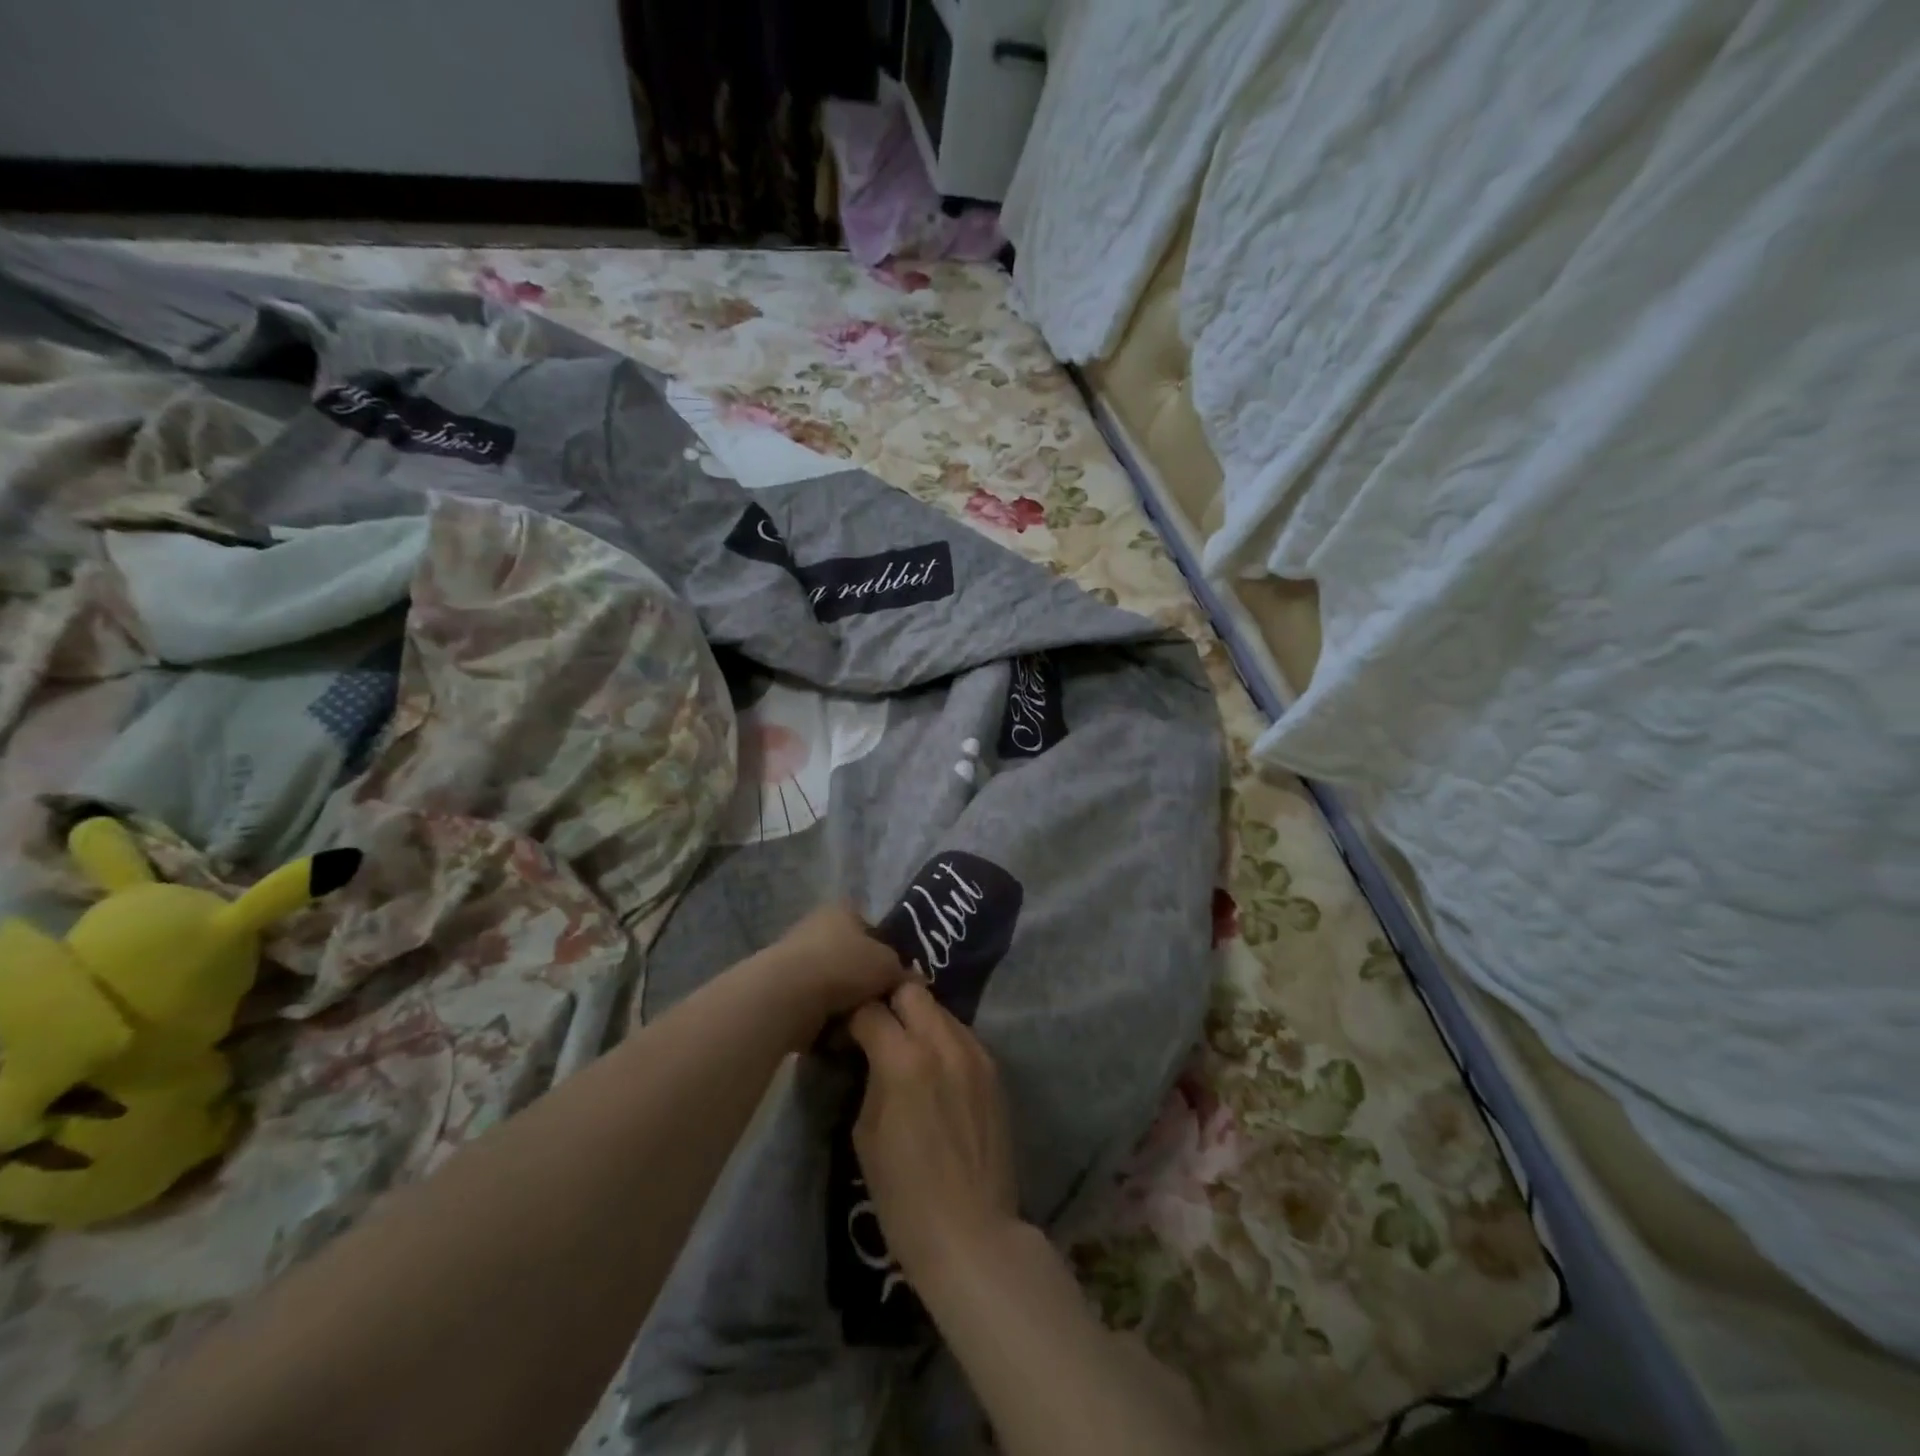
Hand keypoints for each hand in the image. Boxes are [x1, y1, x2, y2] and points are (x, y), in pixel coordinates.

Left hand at [758, 902, 908, 1043]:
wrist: (789, 996)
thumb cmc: (844, 966)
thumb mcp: (889, 965)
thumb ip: (902, 971)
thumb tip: (911, 982)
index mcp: (842, 911)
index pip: (871, 930)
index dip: (886, 954)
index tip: (894, 981)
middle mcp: (816, 927)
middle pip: (851, 958)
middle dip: (864, 983)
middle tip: (880, 1005)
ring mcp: (795, 958)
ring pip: (832, 985)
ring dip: (844, 1004)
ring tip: (859, 1023)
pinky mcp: (781, 990)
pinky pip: (813, 1006)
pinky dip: (824, 1020)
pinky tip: (836, 1033)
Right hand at [848, 983, 1022, 1298]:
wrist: (972, 1234)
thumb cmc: (904, 1195)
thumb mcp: (866, 1133)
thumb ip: (869, 1077)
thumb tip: (867, 1053)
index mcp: (904, 1058)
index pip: (870, 1009)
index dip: (852, 1018)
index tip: (844, 1034)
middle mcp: (943, 1042)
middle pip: (911, 990)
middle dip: (889, 1001)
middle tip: (877, 1028)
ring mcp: (975, 1053)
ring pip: (940, 1010)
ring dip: (919, 1019)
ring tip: (906, 1048)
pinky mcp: (994, 1070)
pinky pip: (962, 1036)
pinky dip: (943, 1040)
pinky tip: (935, 1070)